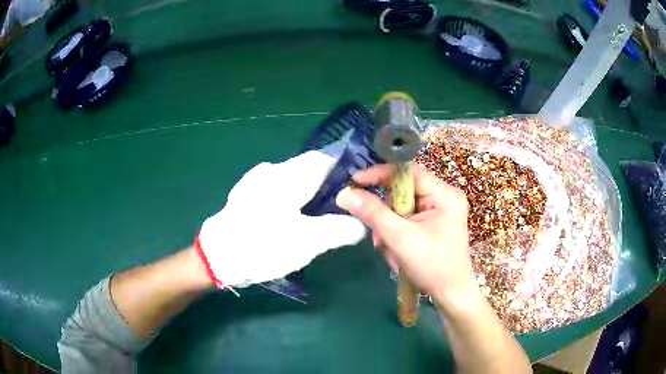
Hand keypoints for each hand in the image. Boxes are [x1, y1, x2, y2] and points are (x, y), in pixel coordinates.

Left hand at [197, 148, 366, 288]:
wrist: (216, 257)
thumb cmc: (264, 245)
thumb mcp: (308, 241)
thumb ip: (340, 230)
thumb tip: (361, 224)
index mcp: (287, 175)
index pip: (323, 159)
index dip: (342, 173)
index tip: (355, 193)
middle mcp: (271, 170)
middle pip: (308, 170)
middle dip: (326, 188)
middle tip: (338, 213)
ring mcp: (255, 182)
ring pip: (292, 181)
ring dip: (308, 196)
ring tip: (316, 220)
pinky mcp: (245, 196)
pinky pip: (277, 191)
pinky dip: (290, 201)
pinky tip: (289, 222)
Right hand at [335, 164, 478, 308]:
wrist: (451, 295)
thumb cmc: (432, 266)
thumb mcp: (400, 238)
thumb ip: (372, 213)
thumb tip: (344, 193)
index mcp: (445, 194)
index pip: (408, 172)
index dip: (381, 174)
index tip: (355, 182)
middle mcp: (444, 197)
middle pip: (404, 191)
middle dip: (386, 213)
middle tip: (377, 233)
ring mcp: (440, 211)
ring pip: (403, 207)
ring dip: (389, 227)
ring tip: (388, 248)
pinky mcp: (434, 224)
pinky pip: (407, 219)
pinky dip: (396, 233)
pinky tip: (395, 251)